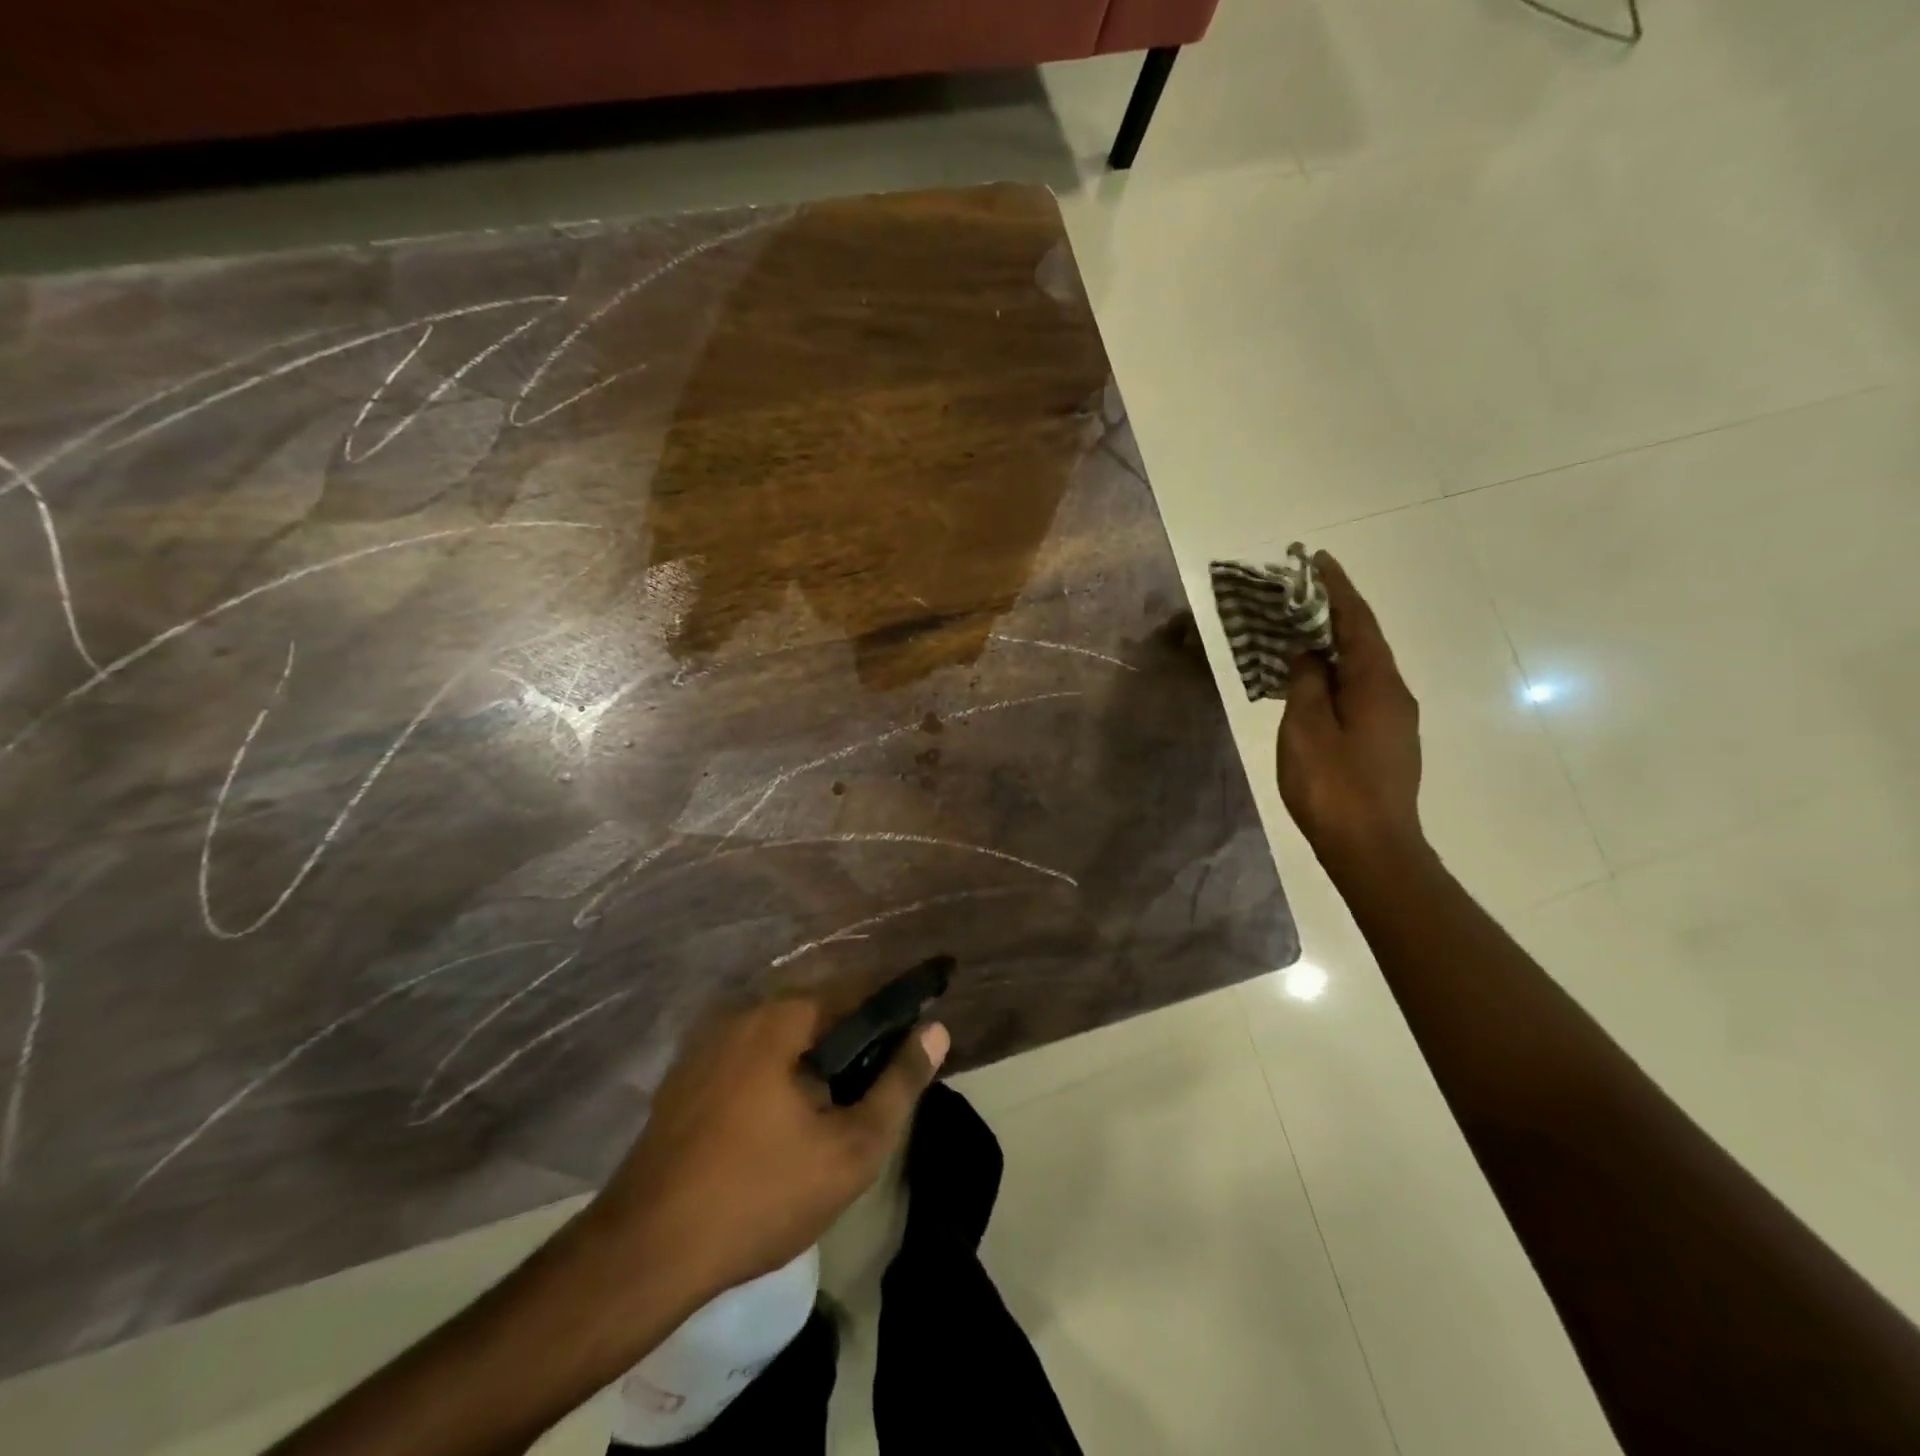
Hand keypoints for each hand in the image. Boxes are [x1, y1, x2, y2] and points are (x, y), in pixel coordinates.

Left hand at [582, 993, 949, 1306]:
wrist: (644, 1254)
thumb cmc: (760, 1195)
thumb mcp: (850, 1148)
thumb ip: (900, 1084)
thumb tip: (936, 1030)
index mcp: (782, 1018)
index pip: (857, 992)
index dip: (895, 1012)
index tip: (919, 1038)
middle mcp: (742, 1015)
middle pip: (819, 1015)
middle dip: (855, 1044)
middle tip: (880, 1089)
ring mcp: (707, 1047)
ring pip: (783, 1040)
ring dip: (816, 1063)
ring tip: (839, 1111)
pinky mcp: (685, 1081)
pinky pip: (750, 1062)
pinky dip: (779, 1077)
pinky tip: (784, 1127)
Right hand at [1276, 553, 1424, 869]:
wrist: (1372, 849)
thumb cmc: (1333, 787)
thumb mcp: (1306, 729)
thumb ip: (1308, 683)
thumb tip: (1310, 653)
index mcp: (1377, 684)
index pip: (1357, 622)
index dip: (1337, 589)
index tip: (1318, 560)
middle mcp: (1394, 694)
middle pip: (1364, 641)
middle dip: (1334, 613)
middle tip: (1300, 594)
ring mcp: (1394, 720)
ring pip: (1361, 668)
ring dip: (1333, 645)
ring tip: (1299, 632)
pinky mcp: (1386, 741)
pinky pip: (1359, 691)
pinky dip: (1335, 674)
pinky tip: (1312, 681)